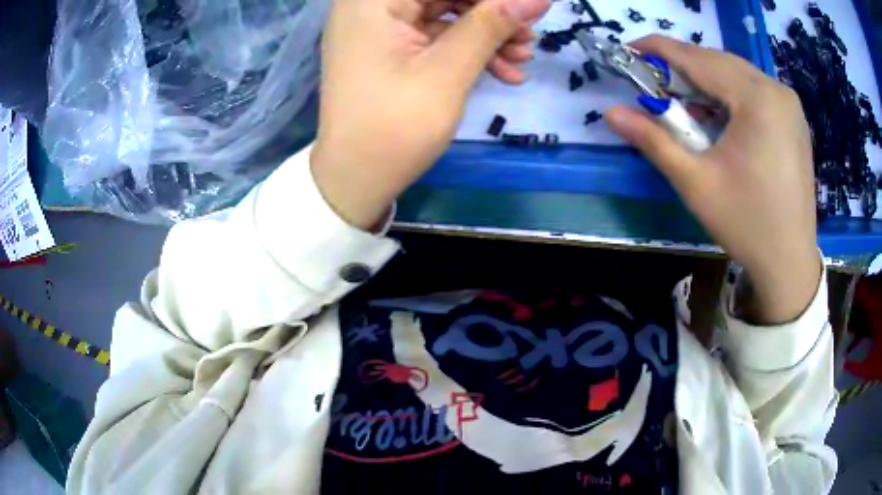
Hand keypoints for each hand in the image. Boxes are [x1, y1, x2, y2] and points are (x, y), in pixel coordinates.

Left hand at [311, 0, 549, 229]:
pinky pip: (434, 36)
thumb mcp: (448, 71)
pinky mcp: (387, 48)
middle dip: (492, 14)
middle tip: (529, 37)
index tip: (526, 9)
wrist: (355, 181)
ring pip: (444, 13)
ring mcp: (378, 27)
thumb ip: (492, 25)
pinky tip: (502, 70)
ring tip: (522, 57)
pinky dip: (466, 49)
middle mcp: (370, 4)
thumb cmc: (394, 127)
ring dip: (486, 33)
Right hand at [607, 36, 819, 323]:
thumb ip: (654, 141)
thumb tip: (611, 113)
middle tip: (654, 81)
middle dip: (683, 67)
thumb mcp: (696, 183)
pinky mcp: (794, 119)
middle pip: (719, 63)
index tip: (630, 48)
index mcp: (757, 99)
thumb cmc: (746, 224)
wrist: (790, 262)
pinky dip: (730, 94)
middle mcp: (776, 90)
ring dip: (707, 81)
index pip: (698, 59)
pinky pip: (755, 90)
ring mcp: (789, 104)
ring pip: (737, 74)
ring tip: (684, 102)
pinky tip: (718, 116)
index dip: (660, 49)